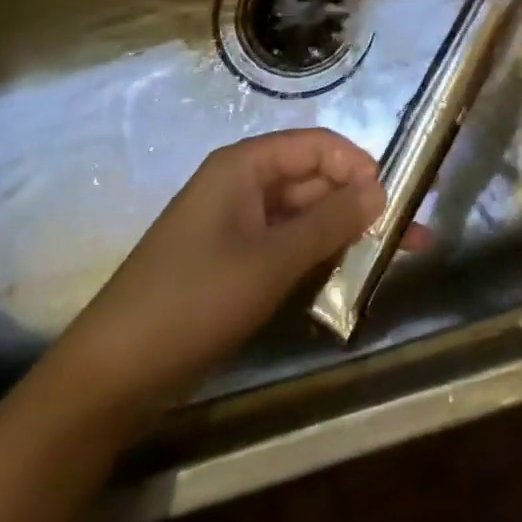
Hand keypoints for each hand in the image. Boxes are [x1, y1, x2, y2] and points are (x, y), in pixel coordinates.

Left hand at [54, 128, 388, 414]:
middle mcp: (242, 185)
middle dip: (360, 205)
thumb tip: (380, 189)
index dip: (358, 165)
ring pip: (304, 217)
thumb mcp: (270, 261)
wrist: (111, 376)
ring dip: (345, 235)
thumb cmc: (194, 300)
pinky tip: (349, 278)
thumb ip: (329, 222)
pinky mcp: (233, 262)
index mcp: (244, 166)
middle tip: (410, 237)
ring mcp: (237, 225)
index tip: (395, 199)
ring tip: (395, 258)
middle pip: (314, 180)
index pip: (316, 145)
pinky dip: (317, 258)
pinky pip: (286, 246)